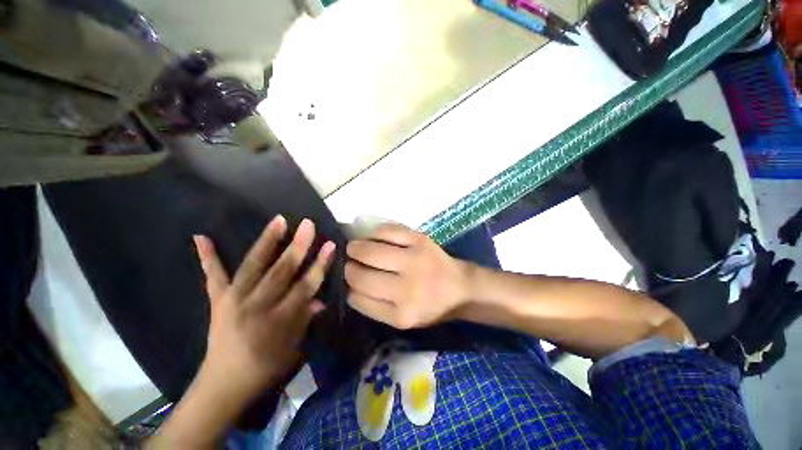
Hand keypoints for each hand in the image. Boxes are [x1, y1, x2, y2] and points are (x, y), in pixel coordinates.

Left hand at [193, 216, 334, 400]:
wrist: (223, 385)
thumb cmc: (265, 368)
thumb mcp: (294, 348)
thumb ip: (306, 318)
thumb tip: (320, 299)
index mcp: (279, 320)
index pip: (305, 286)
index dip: (319, 265)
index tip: (331, 245)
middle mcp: (256, 306)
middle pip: (281, 272)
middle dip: (298, 247)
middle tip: (308, 224)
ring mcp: (233, 301)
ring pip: (253, 266)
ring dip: (267, 241)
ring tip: (279, 220)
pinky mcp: (218, 301)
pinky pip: (213, 277)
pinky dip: (208, 257)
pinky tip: (201, 236)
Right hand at [345, 223, 469, 328]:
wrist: (460, 287)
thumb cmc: (429, 306)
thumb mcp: (401, 319)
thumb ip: (373, 306)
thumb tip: (348, 283)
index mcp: (401, 314)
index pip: (357, 298)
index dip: (347, 286)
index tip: (345, 279)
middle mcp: (407, 289)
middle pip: (360, 275)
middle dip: (347, 267)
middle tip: (347, 261)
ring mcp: (414, 260)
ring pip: (369, 250)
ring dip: (355, 247)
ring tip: (354, 247)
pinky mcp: (420, 240)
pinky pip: (386, 231)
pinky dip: (373, 233)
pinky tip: (371, 237)